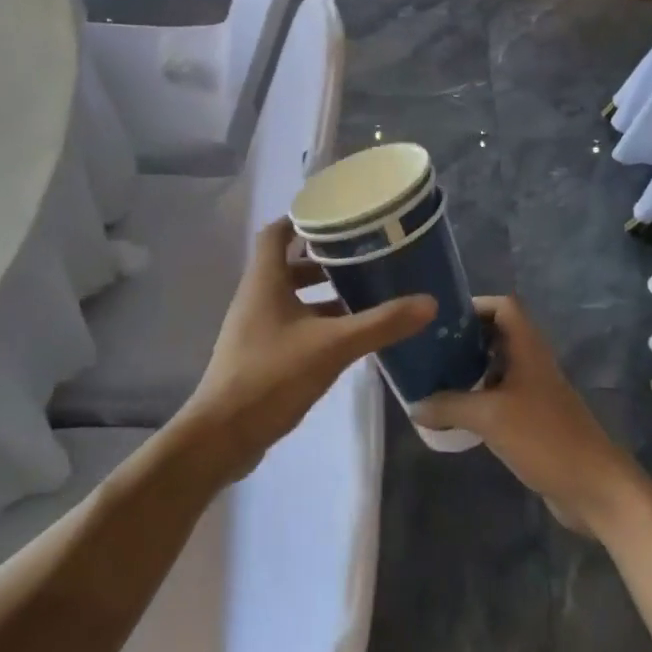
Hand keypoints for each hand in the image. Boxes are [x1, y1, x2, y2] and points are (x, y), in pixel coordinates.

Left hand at [174, 220, 435, 482]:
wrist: (223, 435)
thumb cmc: (272, 376)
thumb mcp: (332, 346)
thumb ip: (380, 323)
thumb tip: (428, 302)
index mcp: (264, 281)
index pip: (277, 232)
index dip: (303, 219)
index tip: (339, 216)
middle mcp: (256, 297)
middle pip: (288, 263)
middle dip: (323, 258)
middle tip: (362, 255)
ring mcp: (255, 327)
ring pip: (291, 296)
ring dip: (322, 292)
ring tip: (362, 292)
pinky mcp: (259, 354)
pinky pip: (291, 324)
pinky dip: (316, 321)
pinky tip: (346, 335)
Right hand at [413, 296, 639, 533]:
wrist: (593, 487)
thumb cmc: (544, 438)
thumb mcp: (490, 417)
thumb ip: (449, 406)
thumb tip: (414, 405)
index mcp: (528, 349)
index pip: (504, 307)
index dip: (475, 305)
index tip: (441, 319)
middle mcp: (532, 363)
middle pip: (498, 335)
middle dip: (464, 338)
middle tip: (429, 349)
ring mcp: (535, 392)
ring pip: (498, 367)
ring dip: (469, 369)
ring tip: (434, 378)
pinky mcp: (534, 419)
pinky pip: (501, 397)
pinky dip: (478, 398)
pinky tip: (455, 413)